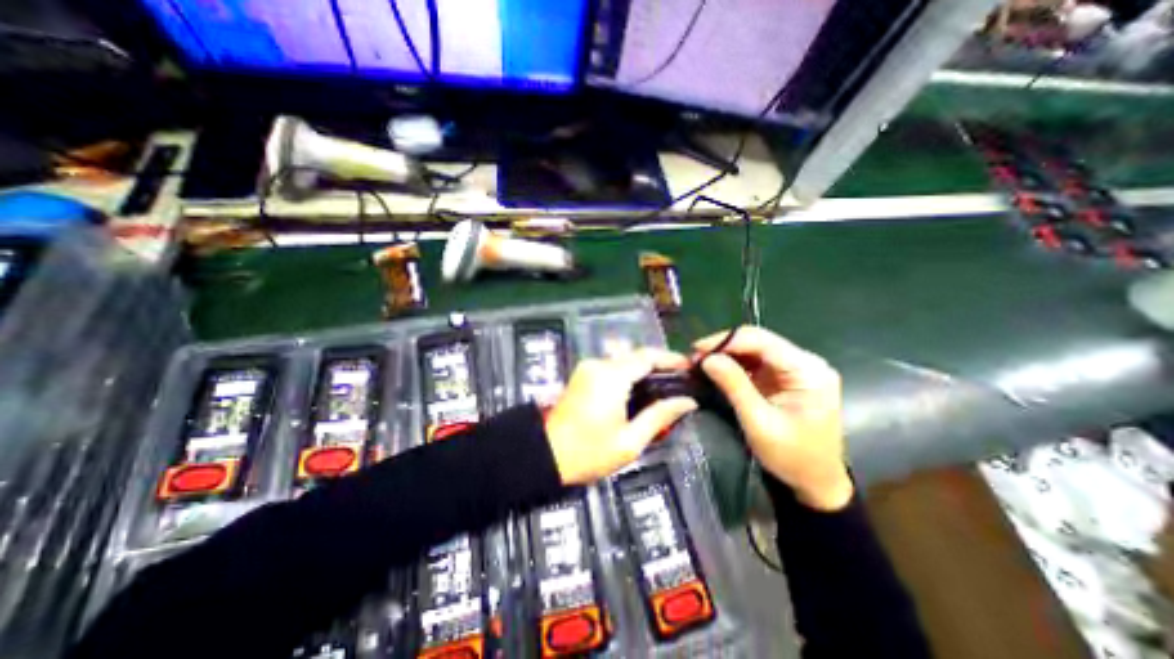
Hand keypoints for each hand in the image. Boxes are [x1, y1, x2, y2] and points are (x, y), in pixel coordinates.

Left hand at [543, 350, 695, 483]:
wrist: (545, 455)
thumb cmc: (589, 453)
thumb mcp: (630, 441)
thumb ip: (659, 416)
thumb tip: (687, 402)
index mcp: (612, 377)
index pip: (647, 356)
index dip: (670, 358)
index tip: (689, 366)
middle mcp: (599, 365)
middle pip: (635, 355)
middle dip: (658, 364)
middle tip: (678, 380)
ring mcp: (587, 368)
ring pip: (623, 360)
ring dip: (642, 369)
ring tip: (662, 386)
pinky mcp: (581, 375)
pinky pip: (611, 367)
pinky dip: (627, 374)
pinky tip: (638, 390)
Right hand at [689, 328, 850, 509]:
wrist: (816, 482)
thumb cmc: (792, 457)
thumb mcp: (759, 422)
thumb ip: (734, 386)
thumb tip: (707, 359)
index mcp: (807, 370)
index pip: (761, 341)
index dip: (725, 341)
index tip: (696, 351)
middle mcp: (804, 362)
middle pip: (758, 341)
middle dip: (723, 347)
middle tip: (695, 359)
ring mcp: (795, 369)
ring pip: (754, 349)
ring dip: (726, 355)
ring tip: (701, 364)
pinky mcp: (785, 377)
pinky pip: (755, 362)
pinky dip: (734, 365)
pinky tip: (717, 370)